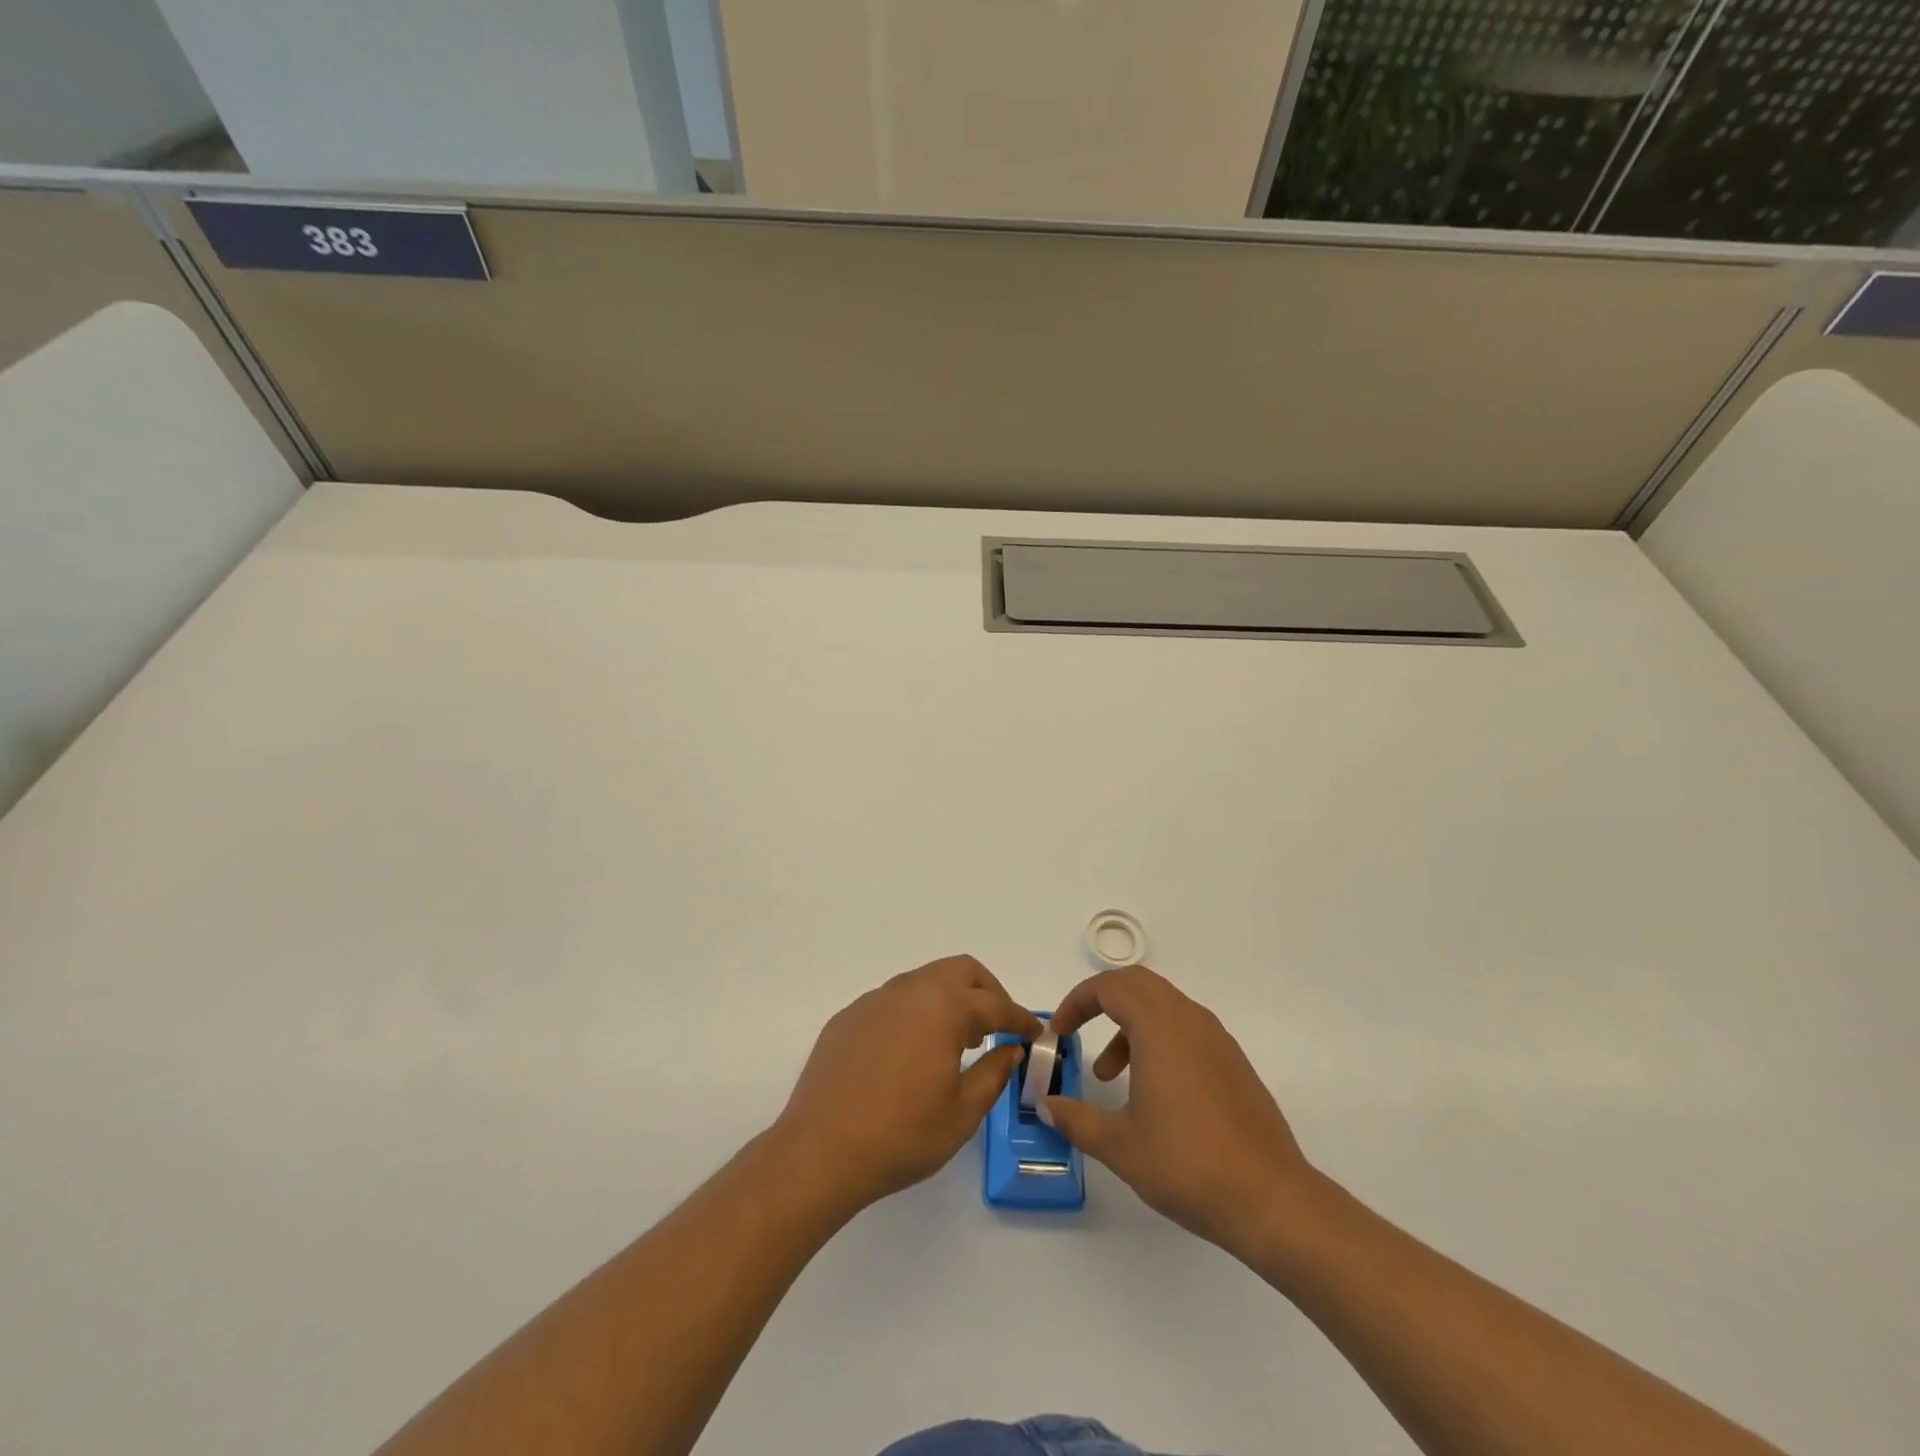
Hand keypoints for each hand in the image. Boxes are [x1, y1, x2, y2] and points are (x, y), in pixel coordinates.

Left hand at [776, 956, 1042, 1214]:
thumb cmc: (902, 1134)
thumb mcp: (963, 1112)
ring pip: (924, 981)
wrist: (821, 1151)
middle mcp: (909, 991)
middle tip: (997, 1027)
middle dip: (987, 992)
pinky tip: (910, 1053)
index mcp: (944, 1007)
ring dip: (949, 1000)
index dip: (1020, 1018)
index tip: (1035, 1033)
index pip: (995, 1004)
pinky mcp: (848, 1017)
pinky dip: (915, 1014)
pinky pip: (893, 1002)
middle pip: (960, 971)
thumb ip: (994, 1073)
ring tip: (957, 1041)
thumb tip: (1009, 1050)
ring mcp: (874, 1000)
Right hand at [1044, 967, 1312, 1255]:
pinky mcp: (1233, 1062)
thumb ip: (1076, 1119)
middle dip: (1101, 1001)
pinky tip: (1152, 1091)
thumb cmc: (1187, 1164)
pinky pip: (1185, 1028)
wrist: (1271, 1200)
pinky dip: (1156, 1040)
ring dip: (1129, 1025)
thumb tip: (1047, 1106)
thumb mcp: (1119, 1145)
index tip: (1058, 1033)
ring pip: (1162, 1006)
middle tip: (1077, 1032)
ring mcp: (1217, 1039)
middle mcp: (1189, 1020)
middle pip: (1137, 984)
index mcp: (1160, 1027)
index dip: (1076, 1002)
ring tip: (1110, 1075)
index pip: (1109, 987)